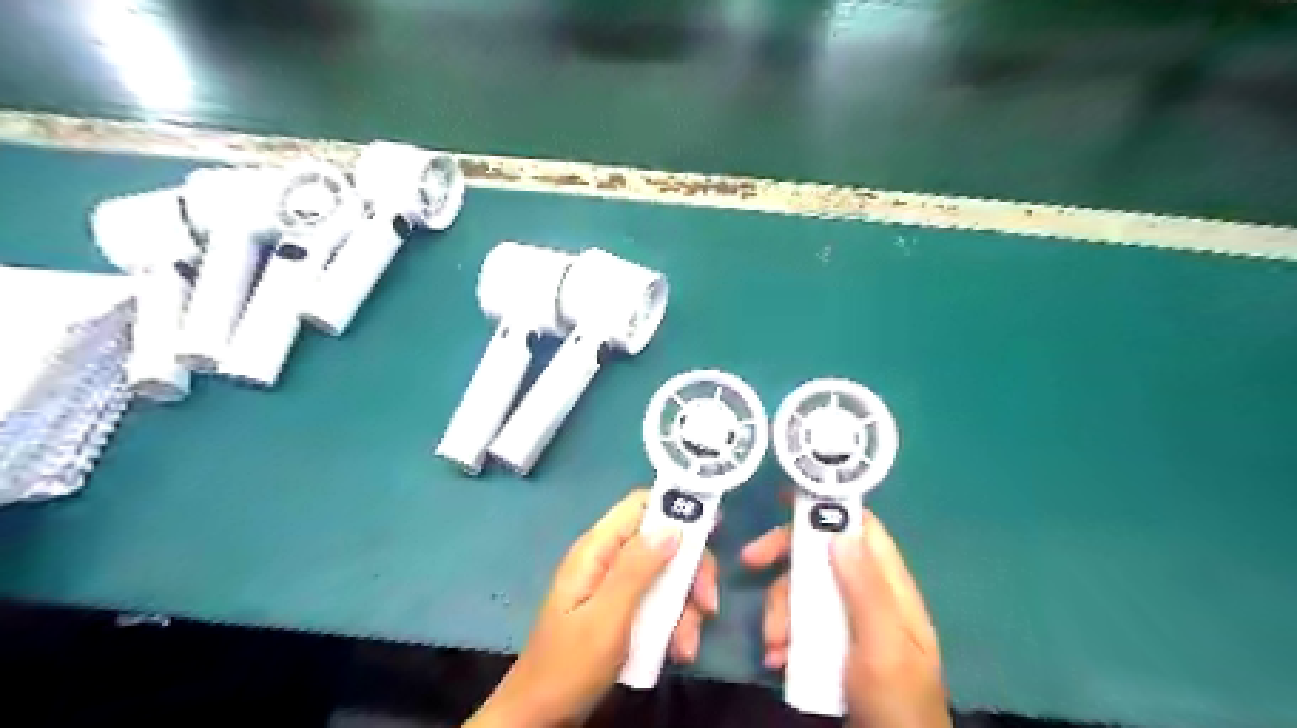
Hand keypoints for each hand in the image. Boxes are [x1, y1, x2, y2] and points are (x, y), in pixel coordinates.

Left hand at [460, 488, 713, 726]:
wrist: (542, 716)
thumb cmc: (570, 665)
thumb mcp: (607, 616)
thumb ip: (638, 569)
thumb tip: (673, 527)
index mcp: (597, 550)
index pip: (639, 505)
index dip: (676, 508)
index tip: (713, 528)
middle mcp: (608, 560)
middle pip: (662, 543)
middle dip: (690, 572)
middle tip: (707, 604)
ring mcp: (616, 586)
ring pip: (666, 577)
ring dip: (685, 607)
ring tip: (686, 644)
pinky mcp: (623, 610)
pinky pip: (658, 603)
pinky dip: (674, 624)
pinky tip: (678, 651)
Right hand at [739, 510, 949, 723]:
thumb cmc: (895, 702)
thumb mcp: (883, 645)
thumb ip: (865, 589)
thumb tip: (839, 531)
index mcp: (890, 587)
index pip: (860, 527)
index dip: (828, 507)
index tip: (786, 499)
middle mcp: (867, 595)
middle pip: (821, 554)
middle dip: (784, 558)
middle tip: (750, 561)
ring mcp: (847, 620)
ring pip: (803, 590)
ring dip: (780, 610)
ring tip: (773, 644)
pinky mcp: (830, 645)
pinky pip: (799, 624)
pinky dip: (783, 636)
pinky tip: (776, 659)